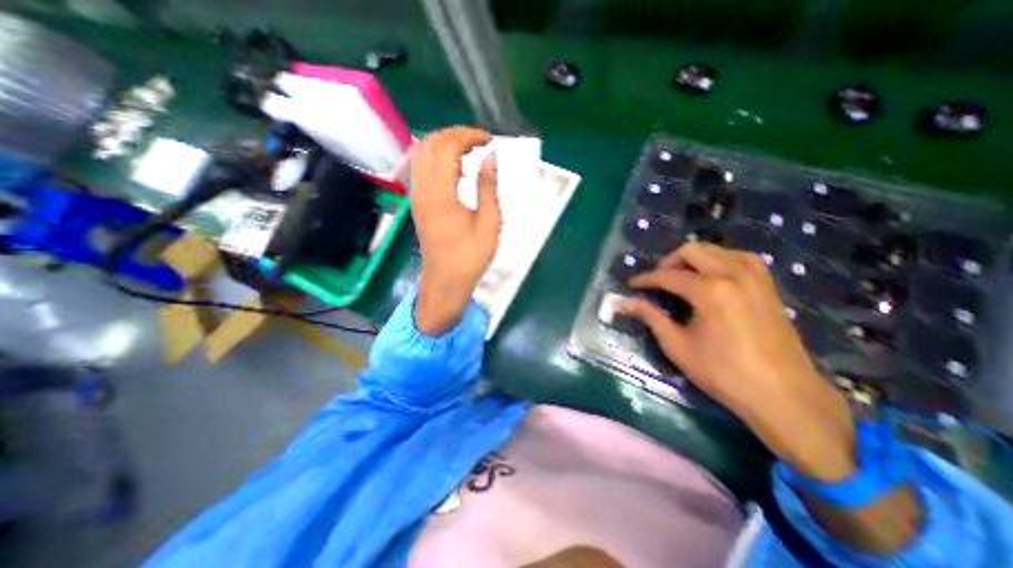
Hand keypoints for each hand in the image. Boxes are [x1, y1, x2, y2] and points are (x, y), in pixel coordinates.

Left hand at [404, 126, 497, 334]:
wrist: (445, 280)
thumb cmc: (471, 256)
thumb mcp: (489, 223)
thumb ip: (488, 187)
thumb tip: (490, 158)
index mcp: (442, 194)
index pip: (448, 147)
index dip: (469, 136)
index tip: (489, 141)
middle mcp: (423, 189)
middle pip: (431, 143)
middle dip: (456, 135)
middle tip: (479, 143)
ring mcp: (416, 195)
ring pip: (421, 153)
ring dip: (444, 144)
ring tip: (468, 152)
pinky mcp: (416, 202)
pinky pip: (420, 168)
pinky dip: (436, 158)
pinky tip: (454, 169)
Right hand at [623, 242, 856, 481]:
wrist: (783, 395)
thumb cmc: (723, 372)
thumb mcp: (677, 345)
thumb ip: (651, 317)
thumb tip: (623, 303)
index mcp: (709, 290)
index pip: (668, 276)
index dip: (646, 279)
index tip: (632, 284)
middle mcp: (732, 275)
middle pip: (693, 251)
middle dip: (669, 262)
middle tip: (657, 281)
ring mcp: (755, 278)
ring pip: (718, 249)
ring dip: (695, 258)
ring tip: (683, 277)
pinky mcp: (768, 287)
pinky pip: (742, 258)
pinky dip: (722, 259)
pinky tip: (715, 275)